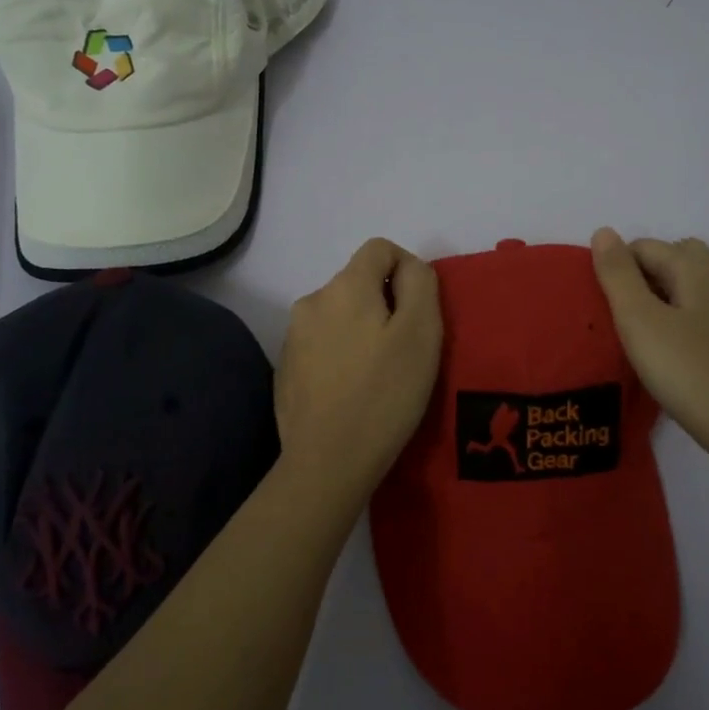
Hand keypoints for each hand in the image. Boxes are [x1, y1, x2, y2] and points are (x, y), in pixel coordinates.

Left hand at [276, 238, 442, 494]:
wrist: (328, 461)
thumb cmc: (385, 393)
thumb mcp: (422, 332)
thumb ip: (420, 283)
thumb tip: (408, 267)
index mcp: (345, 286)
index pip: (380, 248)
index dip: (407, 270)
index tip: (418, 313)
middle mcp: (312, 301)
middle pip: (358, 283)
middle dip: (384, 305)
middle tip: (403, 351)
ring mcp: (293, 336)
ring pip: (340, 314)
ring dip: (362, 331)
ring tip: (377, 374)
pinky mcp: (286, 368)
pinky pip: (322, 344)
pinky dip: (341, 355)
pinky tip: (351, 391)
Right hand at [591, 228, 708, 468]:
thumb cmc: (688, 370)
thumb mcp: (639, 320)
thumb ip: (618, 275)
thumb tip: (603, 231)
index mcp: (696, 269)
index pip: (646, 247)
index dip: (618, 267)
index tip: (602, 303)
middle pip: (676, 257)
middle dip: (643, 274)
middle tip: (622, 312)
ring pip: (691, 286)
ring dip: (662, 296)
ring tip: (640, 331)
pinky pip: (702, 312)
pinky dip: (680, 318)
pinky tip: (669, 350)